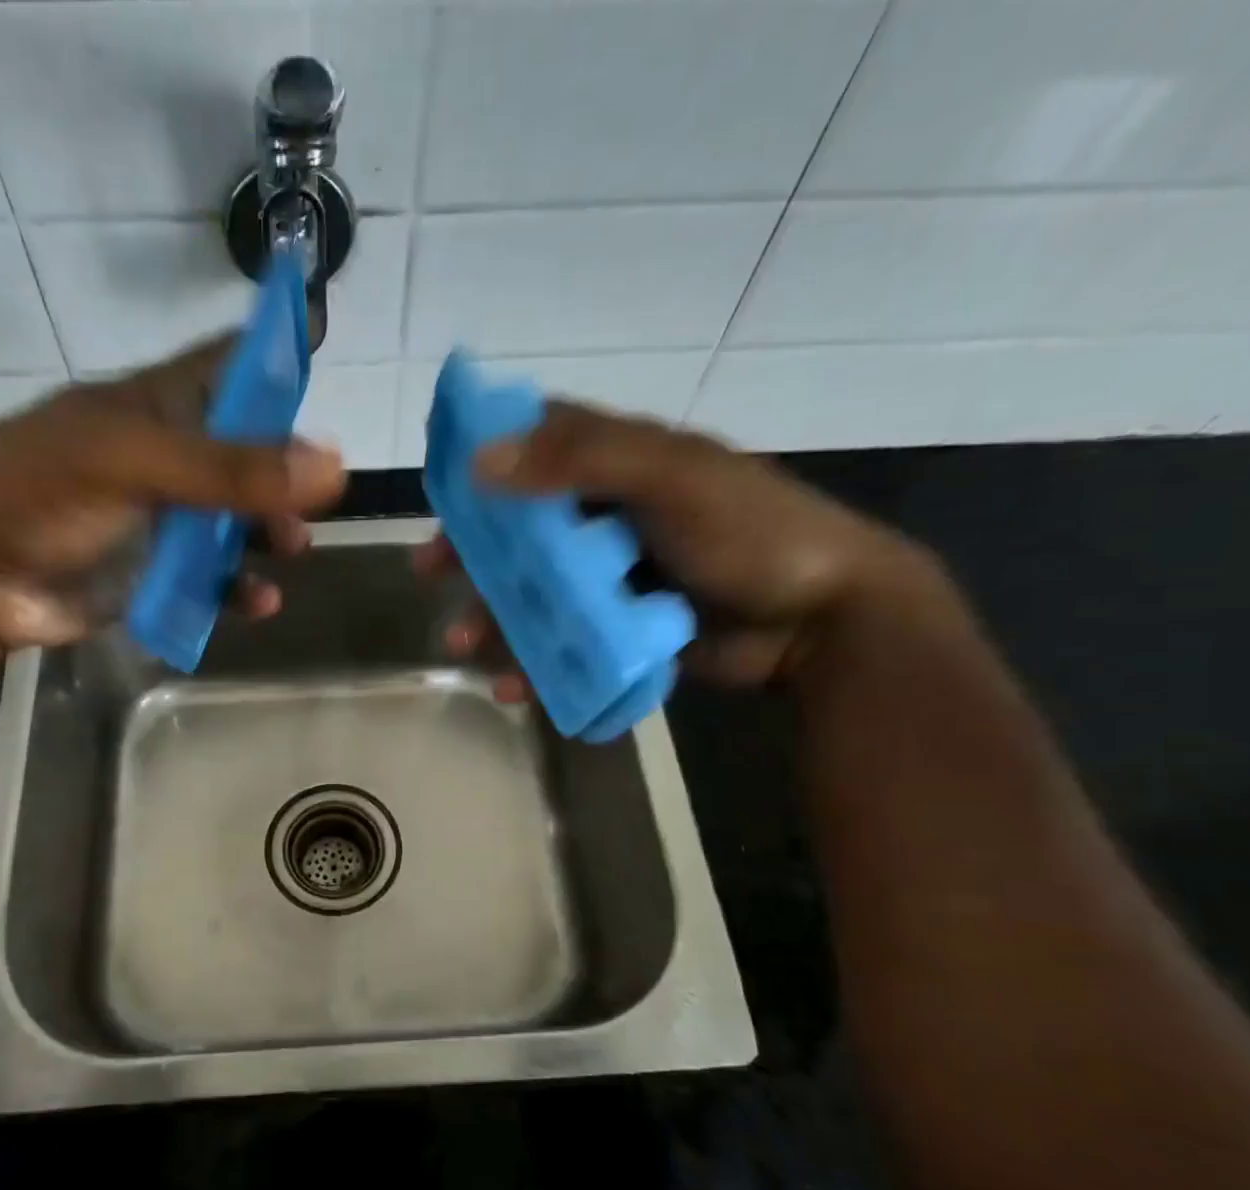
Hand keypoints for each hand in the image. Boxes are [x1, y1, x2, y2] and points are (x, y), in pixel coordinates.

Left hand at [0, 339, 346, 661]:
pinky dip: (239, 588)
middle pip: (243, 454)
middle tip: (321, 496)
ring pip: (233, 521)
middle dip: (284, 470)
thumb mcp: (131, 464)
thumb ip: (229, 469)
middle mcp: (161, 459)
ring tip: (293, 548)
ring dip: (269, 532)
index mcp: (151, 407)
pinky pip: (211, 580)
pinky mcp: (151, 576)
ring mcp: (157, 521)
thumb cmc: (35, 493)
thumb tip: (333, 464)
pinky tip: (260, 601)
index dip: (272, 349)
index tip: (322, 333)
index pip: (225, 365)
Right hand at [415, 401, 930, 690]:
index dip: (488, 454)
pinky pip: (564, 644)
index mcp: (622, 464)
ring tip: (461, 645)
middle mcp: (610, 516)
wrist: (821, 623)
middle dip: (473, 550)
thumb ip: (582, 460)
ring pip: (536, 592)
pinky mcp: (620, 630)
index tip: (441, 480)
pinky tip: (513, 686)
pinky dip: (537, 665)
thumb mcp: (672, 478)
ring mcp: (614, 578)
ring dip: (494, 616)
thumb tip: (481, 460)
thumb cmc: (750, 532)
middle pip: (524, 526)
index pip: (542, 442)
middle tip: (429, 570)